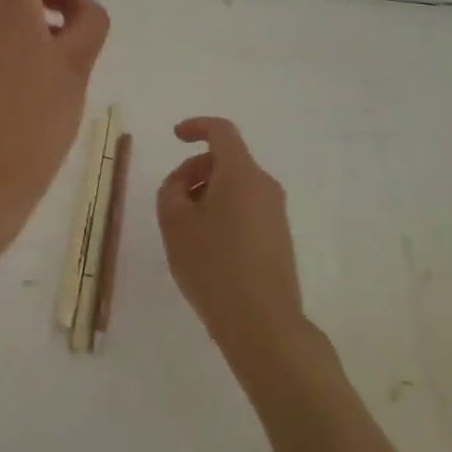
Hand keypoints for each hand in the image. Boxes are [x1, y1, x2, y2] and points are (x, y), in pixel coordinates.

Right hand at [157, 117, 305, 361]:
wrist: (263, 324)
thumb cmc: (213, 266)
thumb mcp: (175, 224)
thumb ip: (172, 190)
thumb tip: (185, 183)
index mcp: (241, 173)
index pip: (221, 132)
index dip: (197, 127)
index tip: (176, 136)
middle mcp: (265, 186)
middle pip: (227, 161)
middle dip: (196, 171)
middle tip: (172, 202)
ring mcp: (276, 213)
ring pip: (236, 187)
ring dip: (208, 195)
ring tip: (187, 233)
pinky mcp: (279, 238)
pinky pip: (247, 209)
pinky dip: (223, 214)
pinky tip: (208, 250)